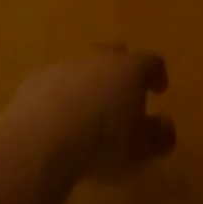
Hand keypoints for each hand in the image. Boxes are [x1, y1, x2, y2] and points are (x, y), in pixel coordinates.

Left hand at [0, 48, 174, 184]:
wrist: (41, 140)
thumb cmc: (102, 142)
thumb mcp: (141, 148)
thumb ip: (159, 135)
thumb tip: (166, 126)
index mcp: (129, 68)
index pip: (151, 62)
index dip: (157, 75)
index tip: (159, 89)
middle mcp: (99, 58)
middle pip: (115, 55)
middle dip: (121, 71)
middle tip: (123, 93)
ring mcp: (65, 65)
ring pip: (83, 66)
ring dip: (88, 82)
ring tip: (87, 109)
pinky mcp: (35, 80)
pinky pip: (54, 82)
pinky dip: (60, 95)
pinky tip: (57, 119)